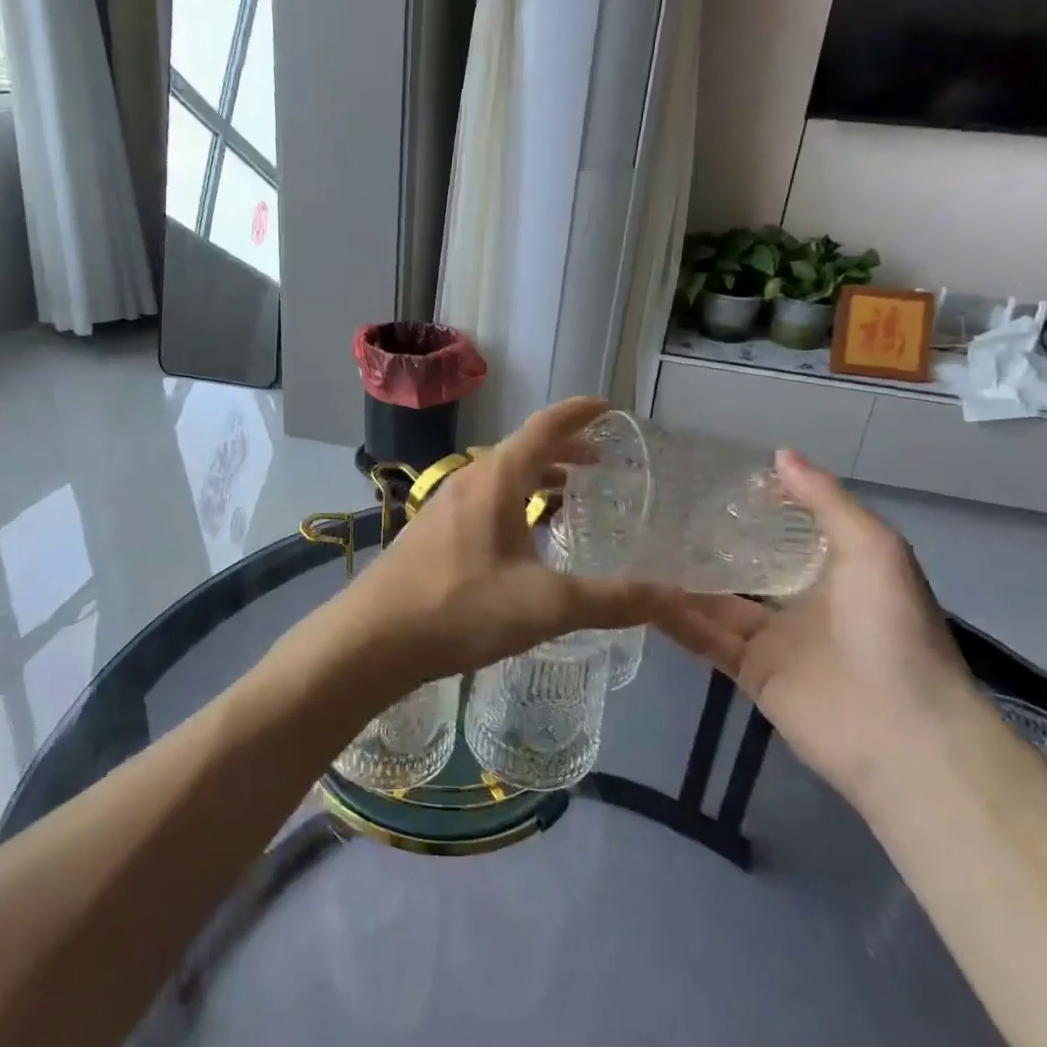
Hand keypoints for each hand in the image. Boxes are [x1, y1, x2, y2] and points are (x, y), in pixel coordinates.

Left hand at [335, 397, 695, 690]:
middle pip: (522, 450)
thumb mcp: (545, 606)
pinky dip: (513, 501)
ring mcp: (443, 505)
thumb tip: (673, 596)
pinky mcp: (431, 531)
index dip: (579, 414)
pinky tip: (521, 537)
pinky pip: (482, 500)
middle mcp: (468, 481)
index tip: (608, 407)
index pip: (544, 427)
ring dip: (536, 477)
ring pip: (500, 477)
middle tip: (600, 462)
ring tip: (567, 493)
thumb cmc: (460, 609)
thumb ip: (611, 600)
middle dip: (563, 450)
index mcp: (496, 480)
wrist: (373, 638)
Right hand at [664, 450, 974, 806]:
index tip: (710, 481)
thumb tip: (779, 454)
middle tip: (658, 512)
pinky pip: (705, 639)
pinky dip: (675, 619)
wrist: (902, 731)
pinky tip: (641, 595)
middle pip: (744, 568)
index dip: (754, 508)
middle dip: (707, 545)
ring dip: (681, 581)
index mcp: (835, 572)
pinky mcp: (750, 673)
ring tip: (637, 548)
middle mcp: (801, 603)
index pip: (786, 533)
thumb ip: (825, 501)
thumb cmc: (892, 628)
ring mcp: (773, 641)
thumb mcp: (872, 547)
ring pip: (716, 603)